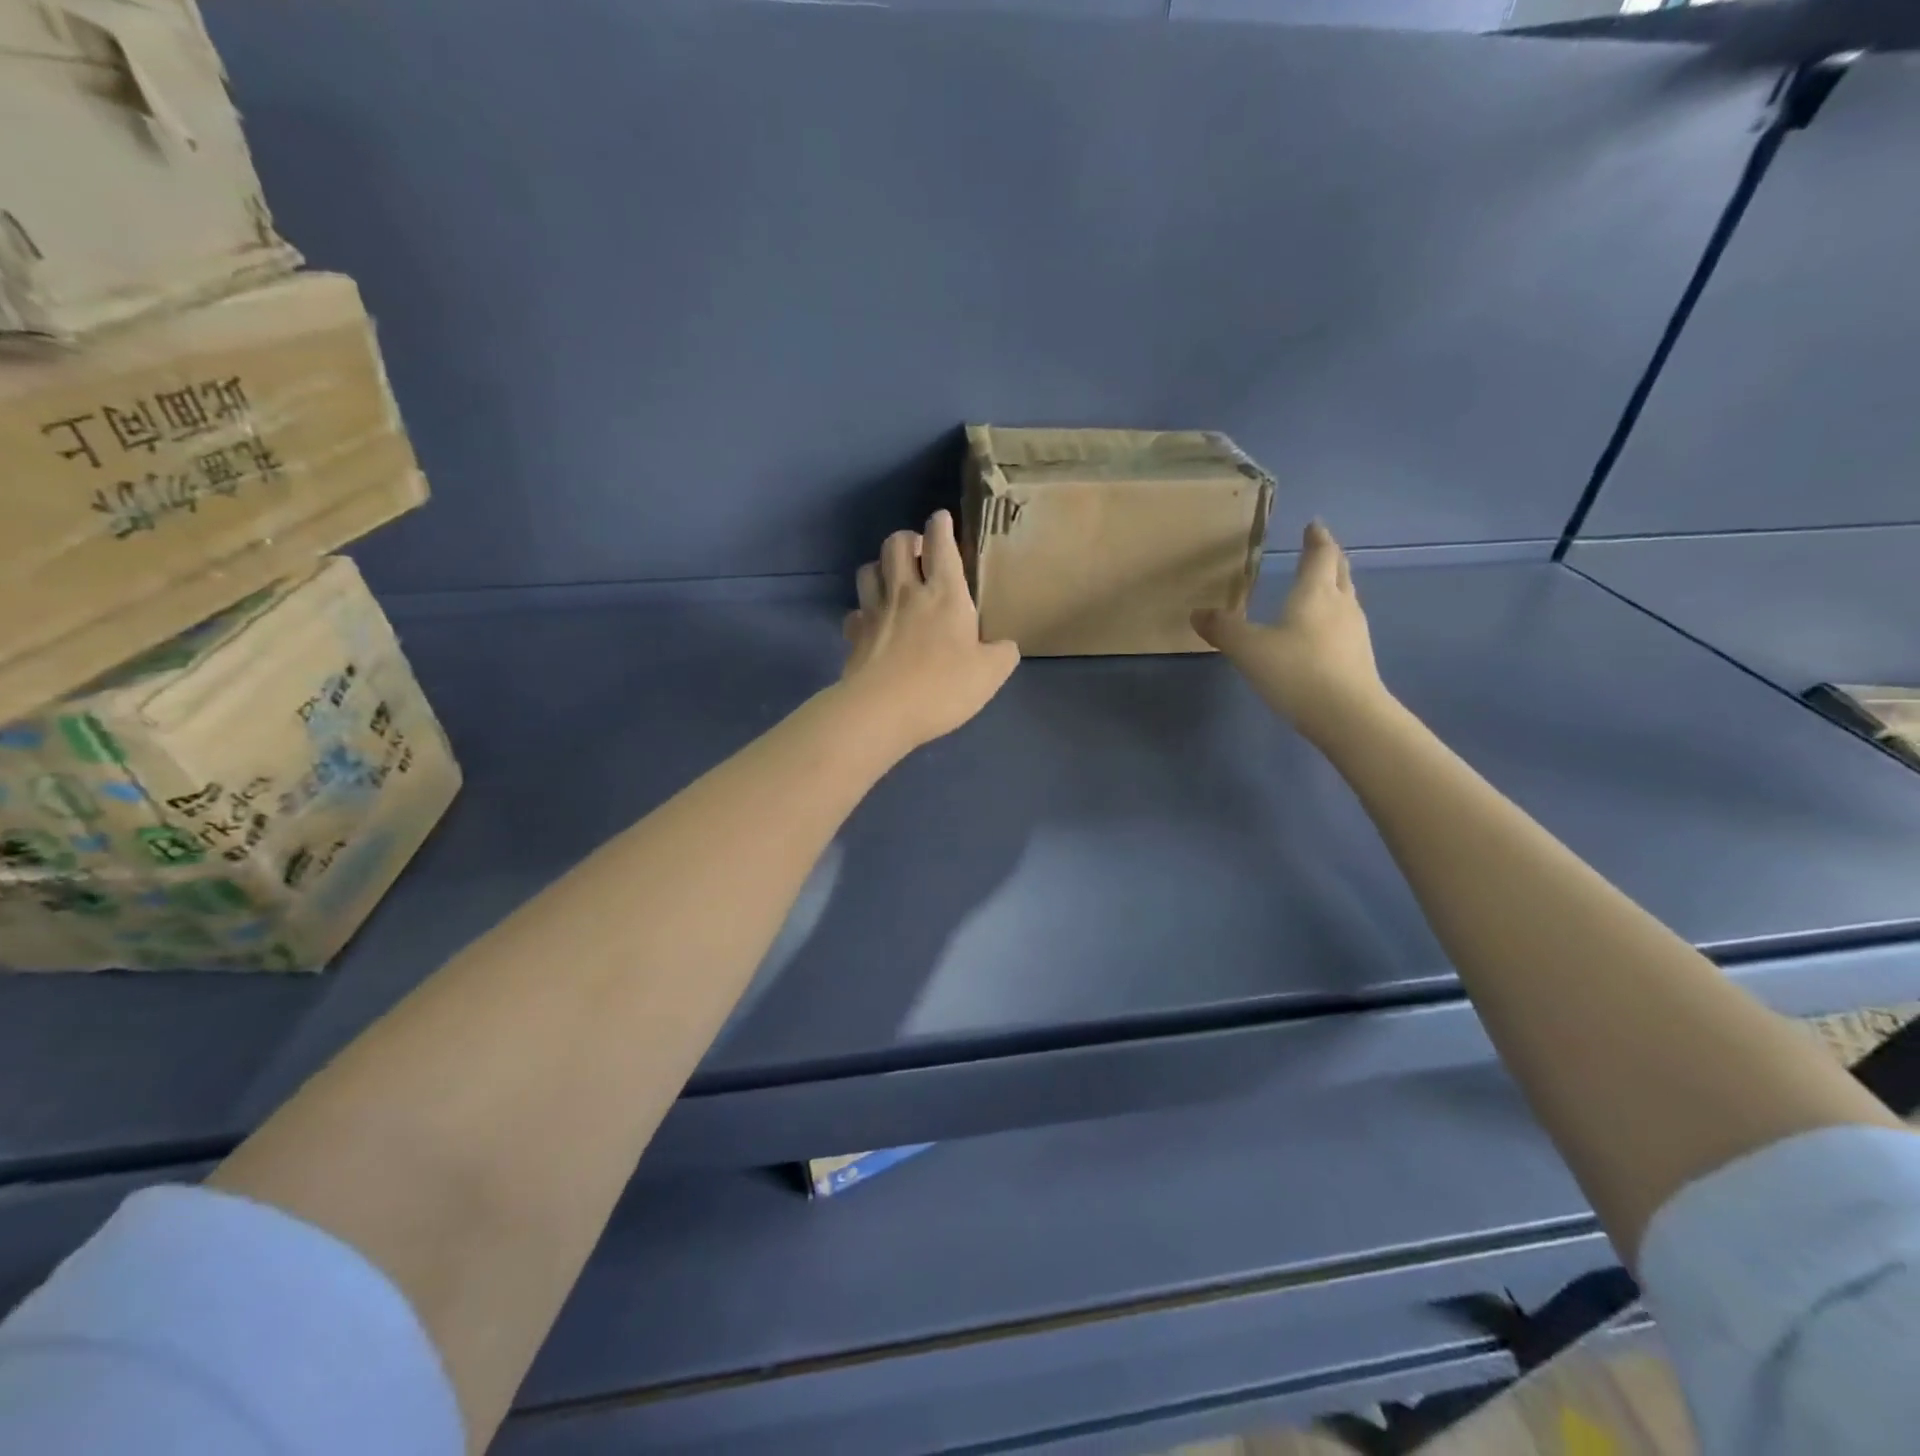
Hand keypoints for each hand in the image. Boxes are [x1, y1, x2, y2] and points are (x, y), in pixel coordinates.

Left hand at [839, 510, 1019, 753]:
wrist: (882, 711)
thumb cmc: (942, 687)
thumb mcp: (990, 674)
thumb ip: (1002, 654)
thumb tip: (1005, 647)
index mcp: (945, 593)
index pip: (941, 543)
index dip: (941, 525)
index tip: (942, 519)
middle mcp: (906, 592)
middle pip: (896, 544)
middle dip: (908, 539)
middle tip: (919, 552)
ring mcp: (875, 611)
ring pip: (868, 569)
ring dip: (881, 566)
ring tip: (892, 578)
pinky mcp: (855, 634)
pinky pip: (854, 611)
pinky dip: (862, 611)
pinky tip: (872, 623)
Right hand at [1192, 520, 1388, 744]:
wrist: (1348, 716)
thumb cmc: (1297, 671)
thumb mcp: (1249, 650)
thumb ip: (1223, 629)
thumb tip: (1197, 613)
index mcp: (1315, 593)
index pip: (1320, 555)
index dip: (1316, 539)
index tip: (1314, 525)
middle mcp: (1340, 605)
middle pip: (1339, 572)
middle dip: (1329, 558)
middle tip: (1320, 549)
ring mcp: (1354, 632)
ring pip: (1346, 598)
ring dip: (1335, 587)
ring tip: (1321, 586)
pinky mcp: (1358, 658)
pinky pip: (1345, 624)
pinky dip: (1334, 616)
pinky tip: (1322, 630)